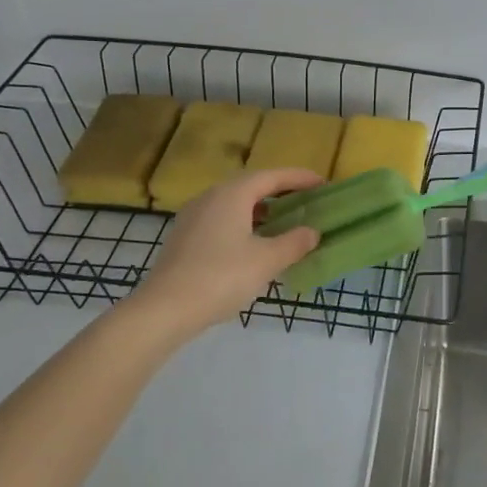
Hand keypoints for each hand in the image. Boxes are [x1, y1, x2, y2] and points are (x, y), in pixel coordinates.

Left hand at [130, 169, 321, 331]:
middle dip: (280, 192)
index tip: (322, 183)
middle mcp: (211, 197)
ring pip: (235, 204)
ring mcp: (194, 217)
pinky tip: (254, 244)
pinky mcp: (185, 238)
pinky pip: (222, 220)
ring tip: (284, 222)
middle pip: (252, 186)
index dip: (299, 178)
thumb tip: (312, 231)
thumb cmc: (220, 277)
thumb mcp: (266, 261)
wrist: (163, 310)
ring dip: (262, 209)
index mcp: (232, 194)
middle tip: (306, 201)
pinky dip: (244, 223)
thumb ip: (294, 243)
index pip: (272, 176)